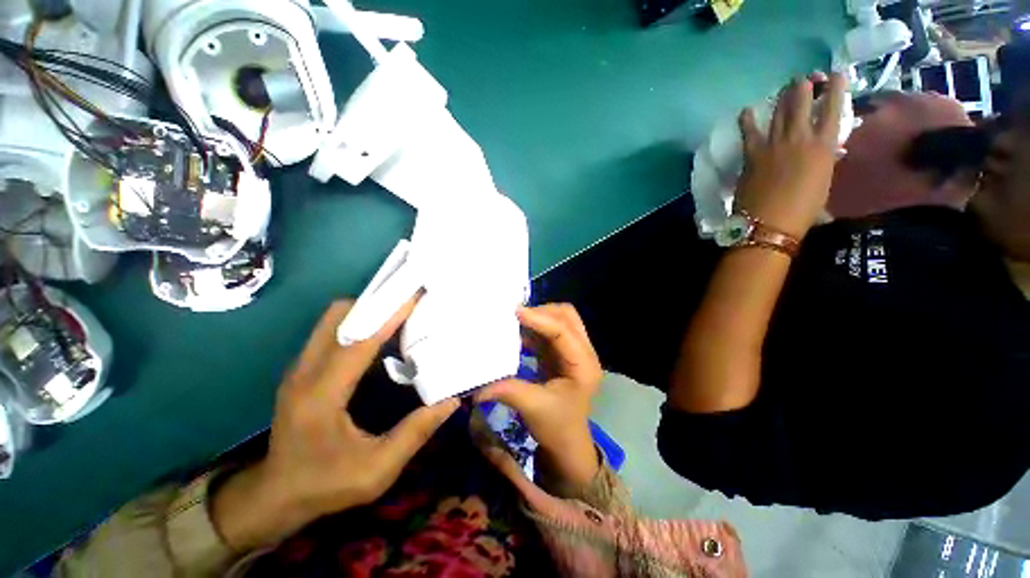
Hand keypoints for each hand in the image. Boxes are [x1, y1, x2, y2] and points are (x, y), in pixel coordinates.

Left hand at [212, 299, 458, 551]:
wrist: (274, 496)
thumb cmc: (324, 485)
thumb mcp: (376, 471)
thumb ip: (415, 434)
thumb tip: (450, 402)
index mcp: (321, 396)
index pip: (358, 342)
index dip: (388, 317)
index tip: (414, 297)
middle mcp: (304, 373)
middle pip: (336, 316)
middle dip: (373, 304)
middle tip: (407, 305)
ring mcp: (299, 369)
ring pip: (332, 321)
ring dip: (365, 312)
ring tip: (398, 316)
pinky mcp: (302, 370)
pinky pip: (330, 333)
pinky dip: (356, 325)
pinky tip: (379, 337)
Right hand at [476, 304, 603, 488]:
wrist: (568, 444)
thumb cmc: (557, 428)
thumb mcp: (533, 408)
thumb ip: (507, 390)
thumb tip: (475, 385)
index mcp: (583, 365)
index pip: (563, 331)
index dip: (539, 319)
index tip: (515, 311)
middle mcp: (583, 352)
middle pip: (567, 317)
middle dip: (542, 311)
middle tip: (516, 314)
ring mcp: (574, 351)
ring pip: (559, 320)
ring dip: (538, 317)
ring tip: (515, 319)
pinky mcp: (562, 353)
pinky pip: (550, 330)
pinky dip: (534, 327)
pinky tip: (517, 332)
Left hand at [736, 73, 846, 237]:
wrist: (769, 223)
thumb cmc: (803, 210)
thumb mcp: (824, 182)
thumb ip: (823, 160)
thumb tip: (823, 150)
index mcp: (824, 146)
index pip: (834, 110)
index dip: (836, 89)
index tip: (837, 75)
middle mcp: (800, 138)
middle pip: (802, 104)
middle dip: (804, 87)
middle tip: (804, 78)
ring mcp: (773, 145)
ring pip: (779, 113)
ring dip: (783, 97)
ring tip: (786, 86)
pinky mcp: (751, 155)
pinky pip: (749, 133)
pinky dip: (747, 121)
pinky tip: (746, 110)